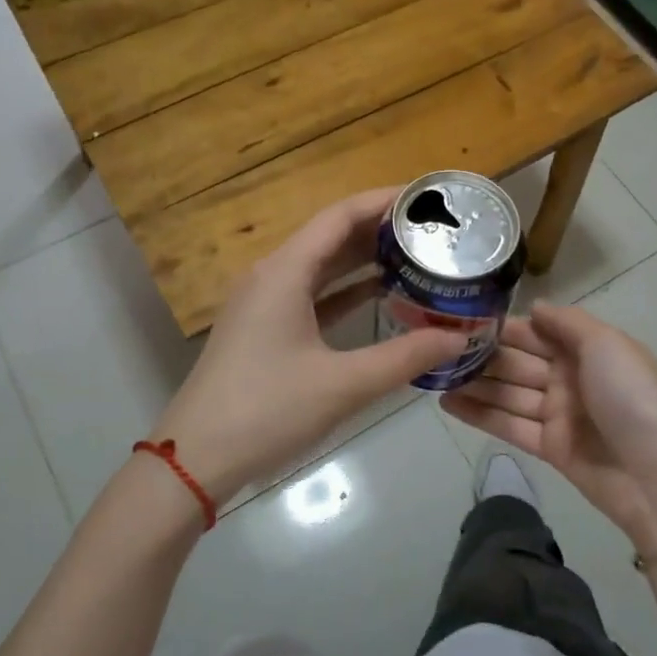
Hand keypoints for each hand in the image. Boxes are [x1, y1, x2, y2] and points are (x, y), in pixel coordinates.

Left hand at [152, 190, 467, 507]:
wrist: (196, 458)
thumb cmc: (267, 411)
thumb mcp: (343, 385)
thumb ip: (405, 357)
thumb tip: (460, 338)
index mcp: (284, 272)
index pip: (340, 216)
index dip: (384, 201)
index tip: (427, 198)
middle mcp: (271, 275)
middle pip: (331, 236)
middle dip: (380, 229)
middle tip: (433, 230)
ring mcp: (264, 302)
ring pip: (321, 266)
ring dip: (364, 259)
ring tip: (416, 255)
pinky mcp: (264, 328)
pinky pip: (311, 293)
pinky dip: (346, 290)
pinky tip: (381, 296)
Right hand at [442, 302, 656, 555]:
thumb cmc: (633, 399)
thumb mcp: (607, 345)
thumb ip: (567, 323)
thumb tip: (534, 307)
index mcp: (588, 349)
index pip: (536, 332)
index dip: (502, 327)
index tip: (461, 320)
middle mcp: (570, 377)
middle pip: (518, 362)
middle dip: (481, 356)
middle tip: (434, 348)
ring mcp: (559, 414)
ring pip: (508, 393)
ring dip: (473, 384)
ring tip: (431, 375)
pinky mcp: (549, 448)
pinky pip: (509, 425)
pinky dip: (479, 415)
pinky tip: (447, 403)